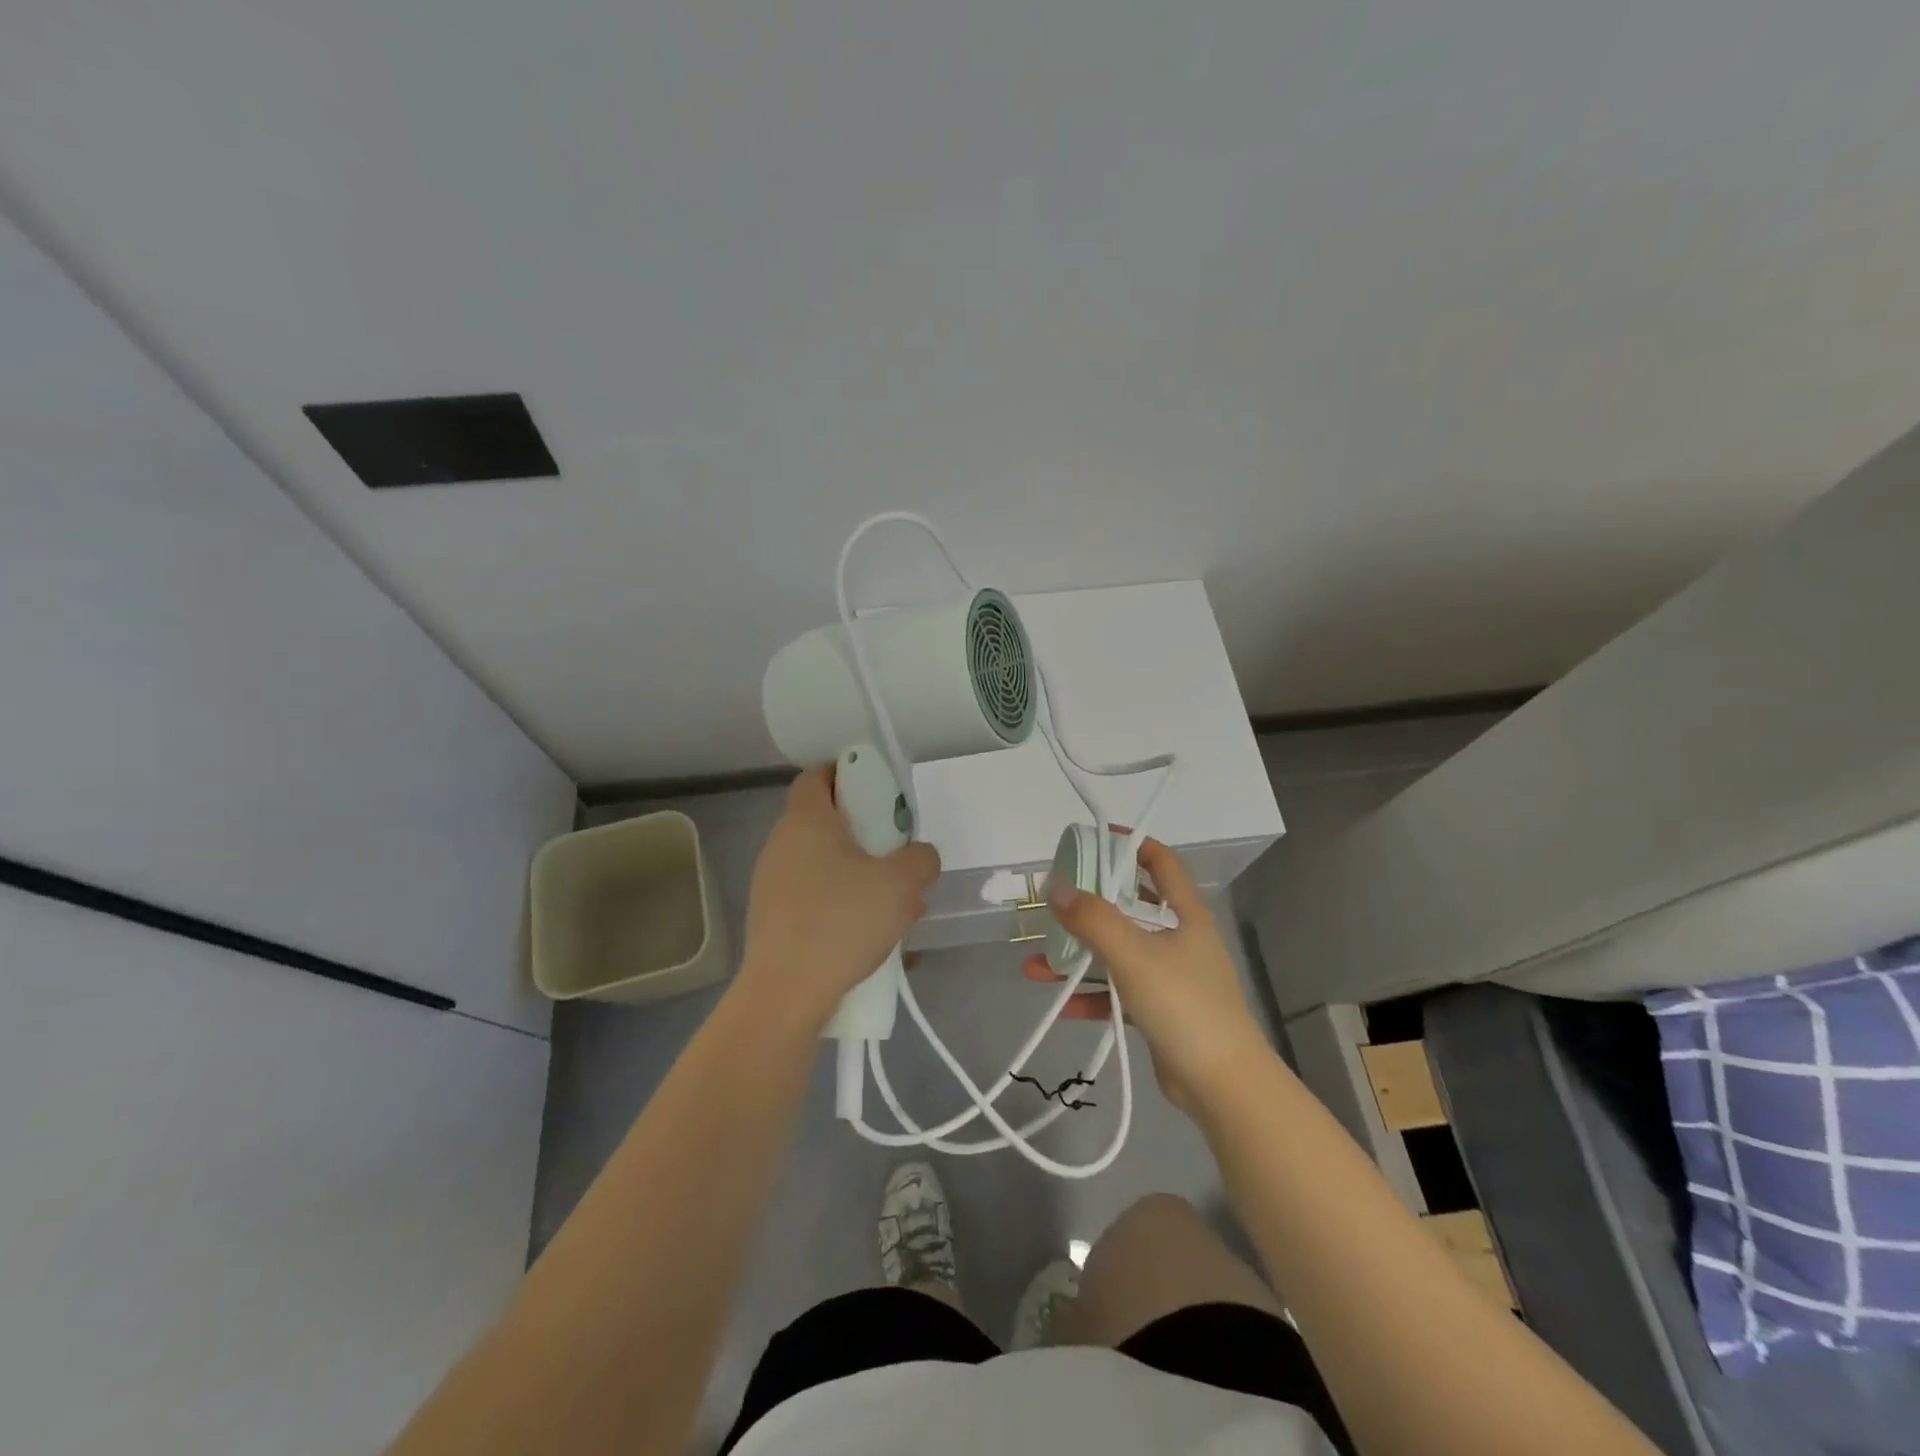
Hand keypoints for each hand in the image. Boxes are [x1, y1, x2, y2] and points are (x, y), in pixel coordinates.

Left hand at [738, 766, 940, 1026]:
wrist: (786, 993)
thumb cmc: (842, 921)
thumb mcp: (902, 884)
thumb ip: (921, 859)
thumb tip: (919, 856)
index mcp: (807, 820)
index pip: (820, 775)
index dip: (850, 775)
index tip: (882, 795)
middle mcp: (782, 843)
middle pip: (826, 821)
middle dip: (867, 834)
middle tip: (899, 855)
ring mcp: (772, 882)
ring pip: (824, 863)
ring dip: (860, 873)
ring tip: (896, 902)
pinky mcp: (773, 918)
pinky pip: (815, 894)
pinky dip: (843, 901)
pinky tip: (872, 931)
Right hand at [1023, 838, 1267, 1112]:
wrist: (1222, 1085)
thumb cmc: (1184, 1005)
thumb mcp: (1134, 954)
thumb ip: (1093, 919)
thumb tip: (1055, 886)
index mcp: (1184, 914)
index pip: (1161, 862)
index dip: (1131, 845)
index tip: (1094, 841)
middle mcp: (1179, 939)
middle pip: (1130, 908)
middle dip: (1089, 907)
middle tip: (1053, 903)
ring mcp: (1170, 976)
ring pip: (1117, 953)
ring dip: (1079, 957)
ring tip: (1036, 964)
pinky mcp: (1160, 1011)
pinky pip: (1118, 993)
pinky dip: (1091, 996)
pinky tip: (1062, 1004)